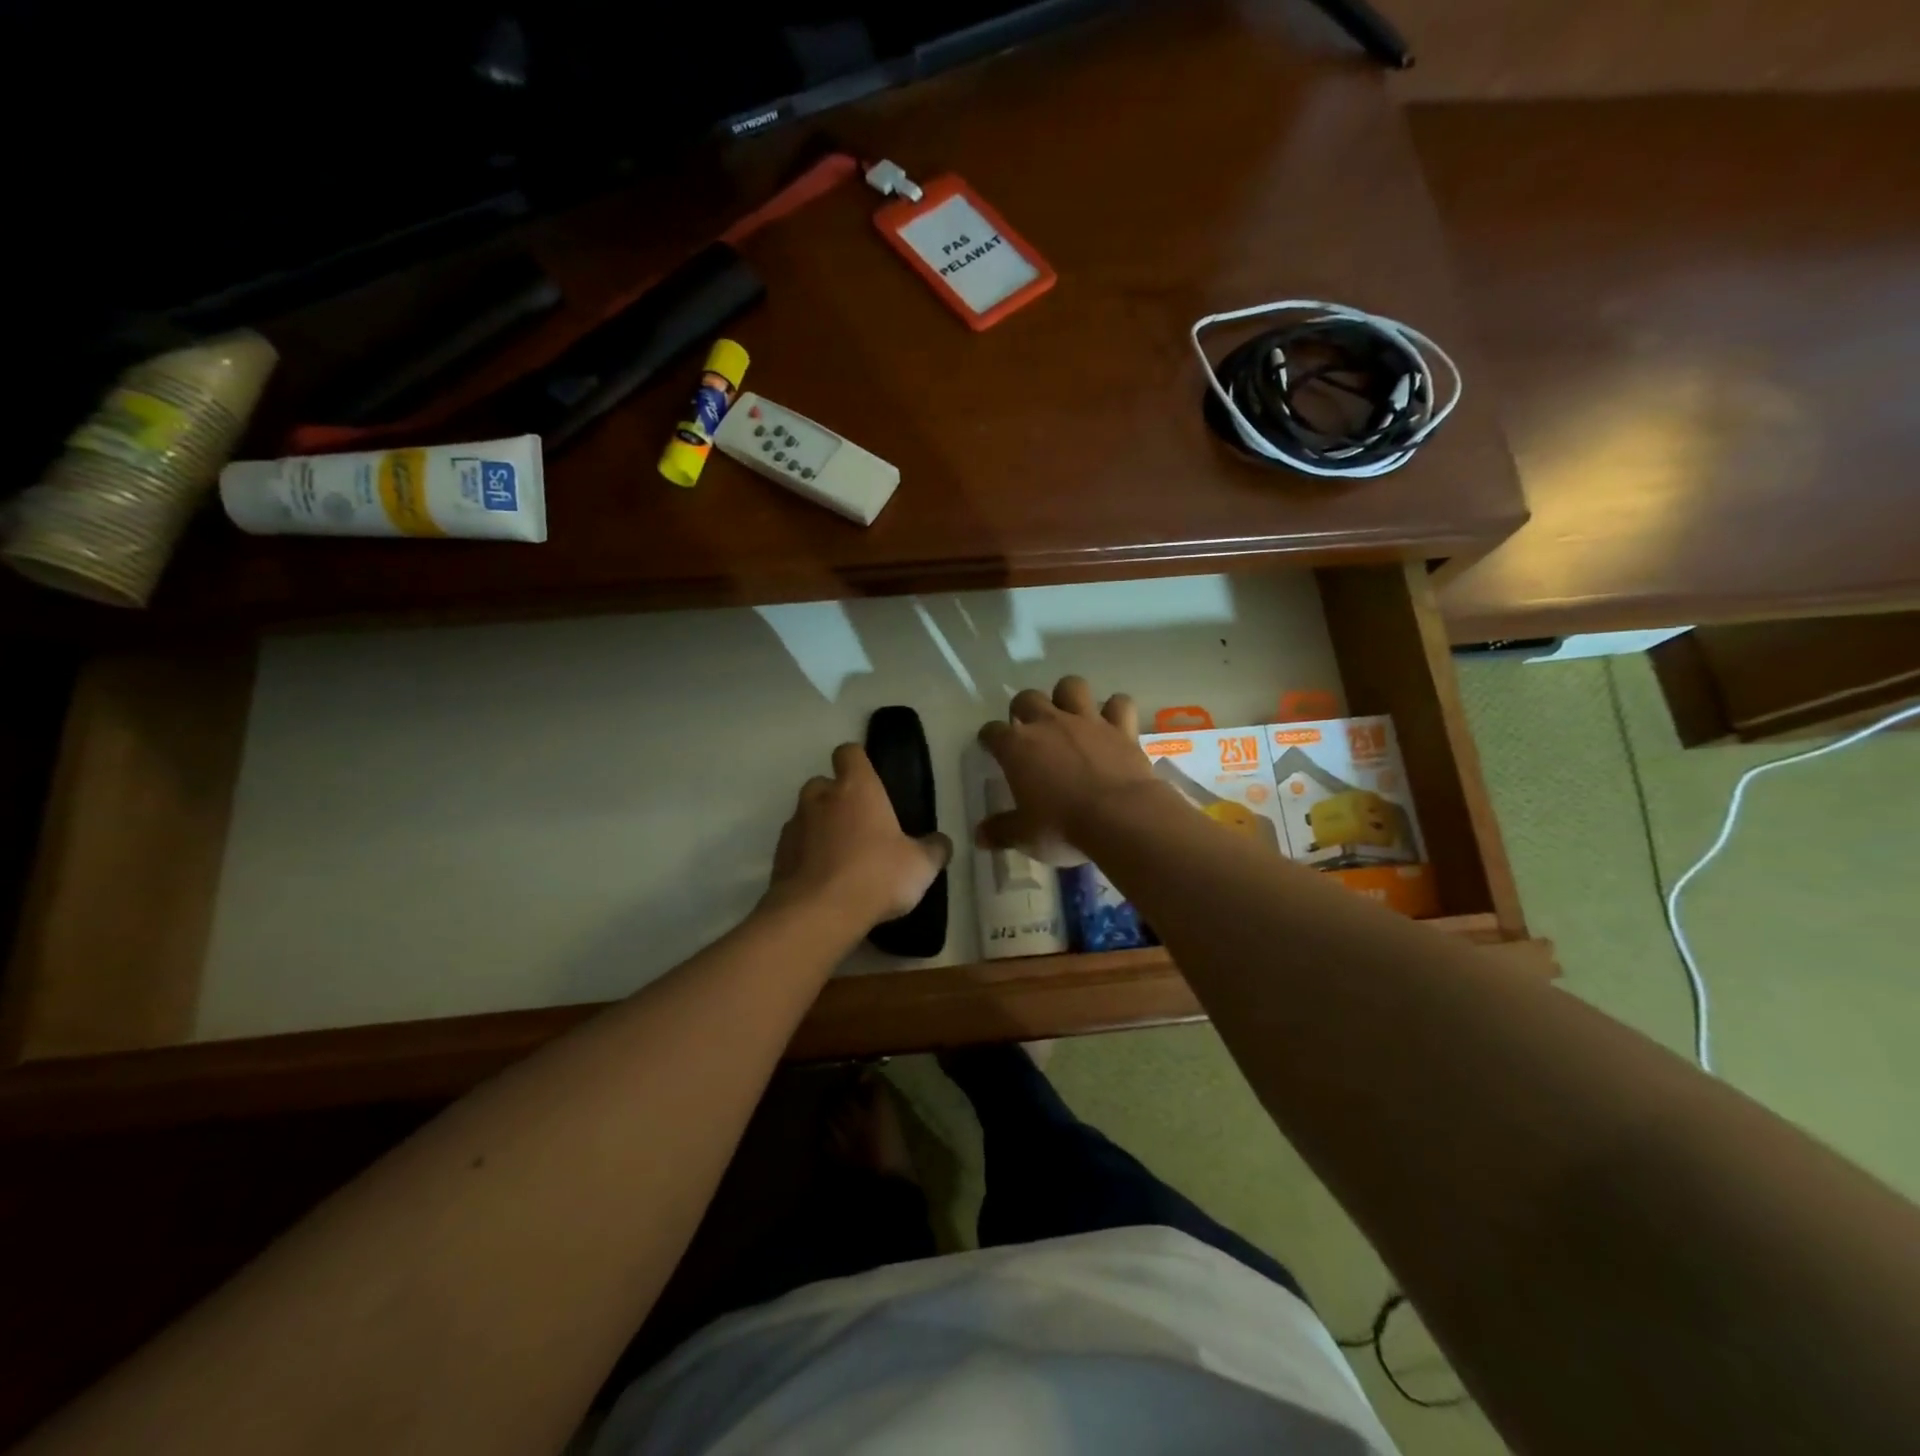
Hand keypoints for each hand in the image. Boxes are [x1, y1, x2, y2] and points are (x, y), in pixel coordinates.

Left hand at [765, 743, 951, 931]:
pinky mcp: (778, 856)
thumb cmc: (876, 875)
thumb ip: (934, 849)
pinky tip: (823, 879)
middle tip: (859, 825)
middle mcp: (820, 798)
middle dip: (836, 798)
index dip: (857, 763)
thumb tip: (941, 842)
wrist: (818, 914)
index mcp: (856, 788)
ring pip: (806, 815)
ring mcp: (794, 826)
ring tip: (841, 857)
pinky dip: (806, 855)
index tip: (869, 781)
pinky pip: (795, 846)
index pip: (849, 753)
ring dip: (820, 828)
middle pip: (823, 784)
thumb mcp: (920, 865)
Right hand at [977, 676, 1156, 857]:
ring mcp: (1087, 721)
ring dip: (1067, 696)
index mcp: (1017, 747)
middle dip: (1023, 708)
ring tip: (1069, 714)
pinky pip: (1119, 703)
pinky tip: (1113, 723)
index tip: (990, 746)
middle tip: (1028, 728)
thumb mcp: (1024, 836)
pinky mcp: (1121, 728)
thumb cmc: (1062, 827)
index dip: (989, 738)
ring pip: (1071, 686)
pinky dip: (1116, 710)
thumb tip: (979, 836)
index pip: (992, 732)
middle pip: (1027, 698)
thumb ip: (1001, 831)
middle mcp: (1048, 724)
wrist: (1120, 818)